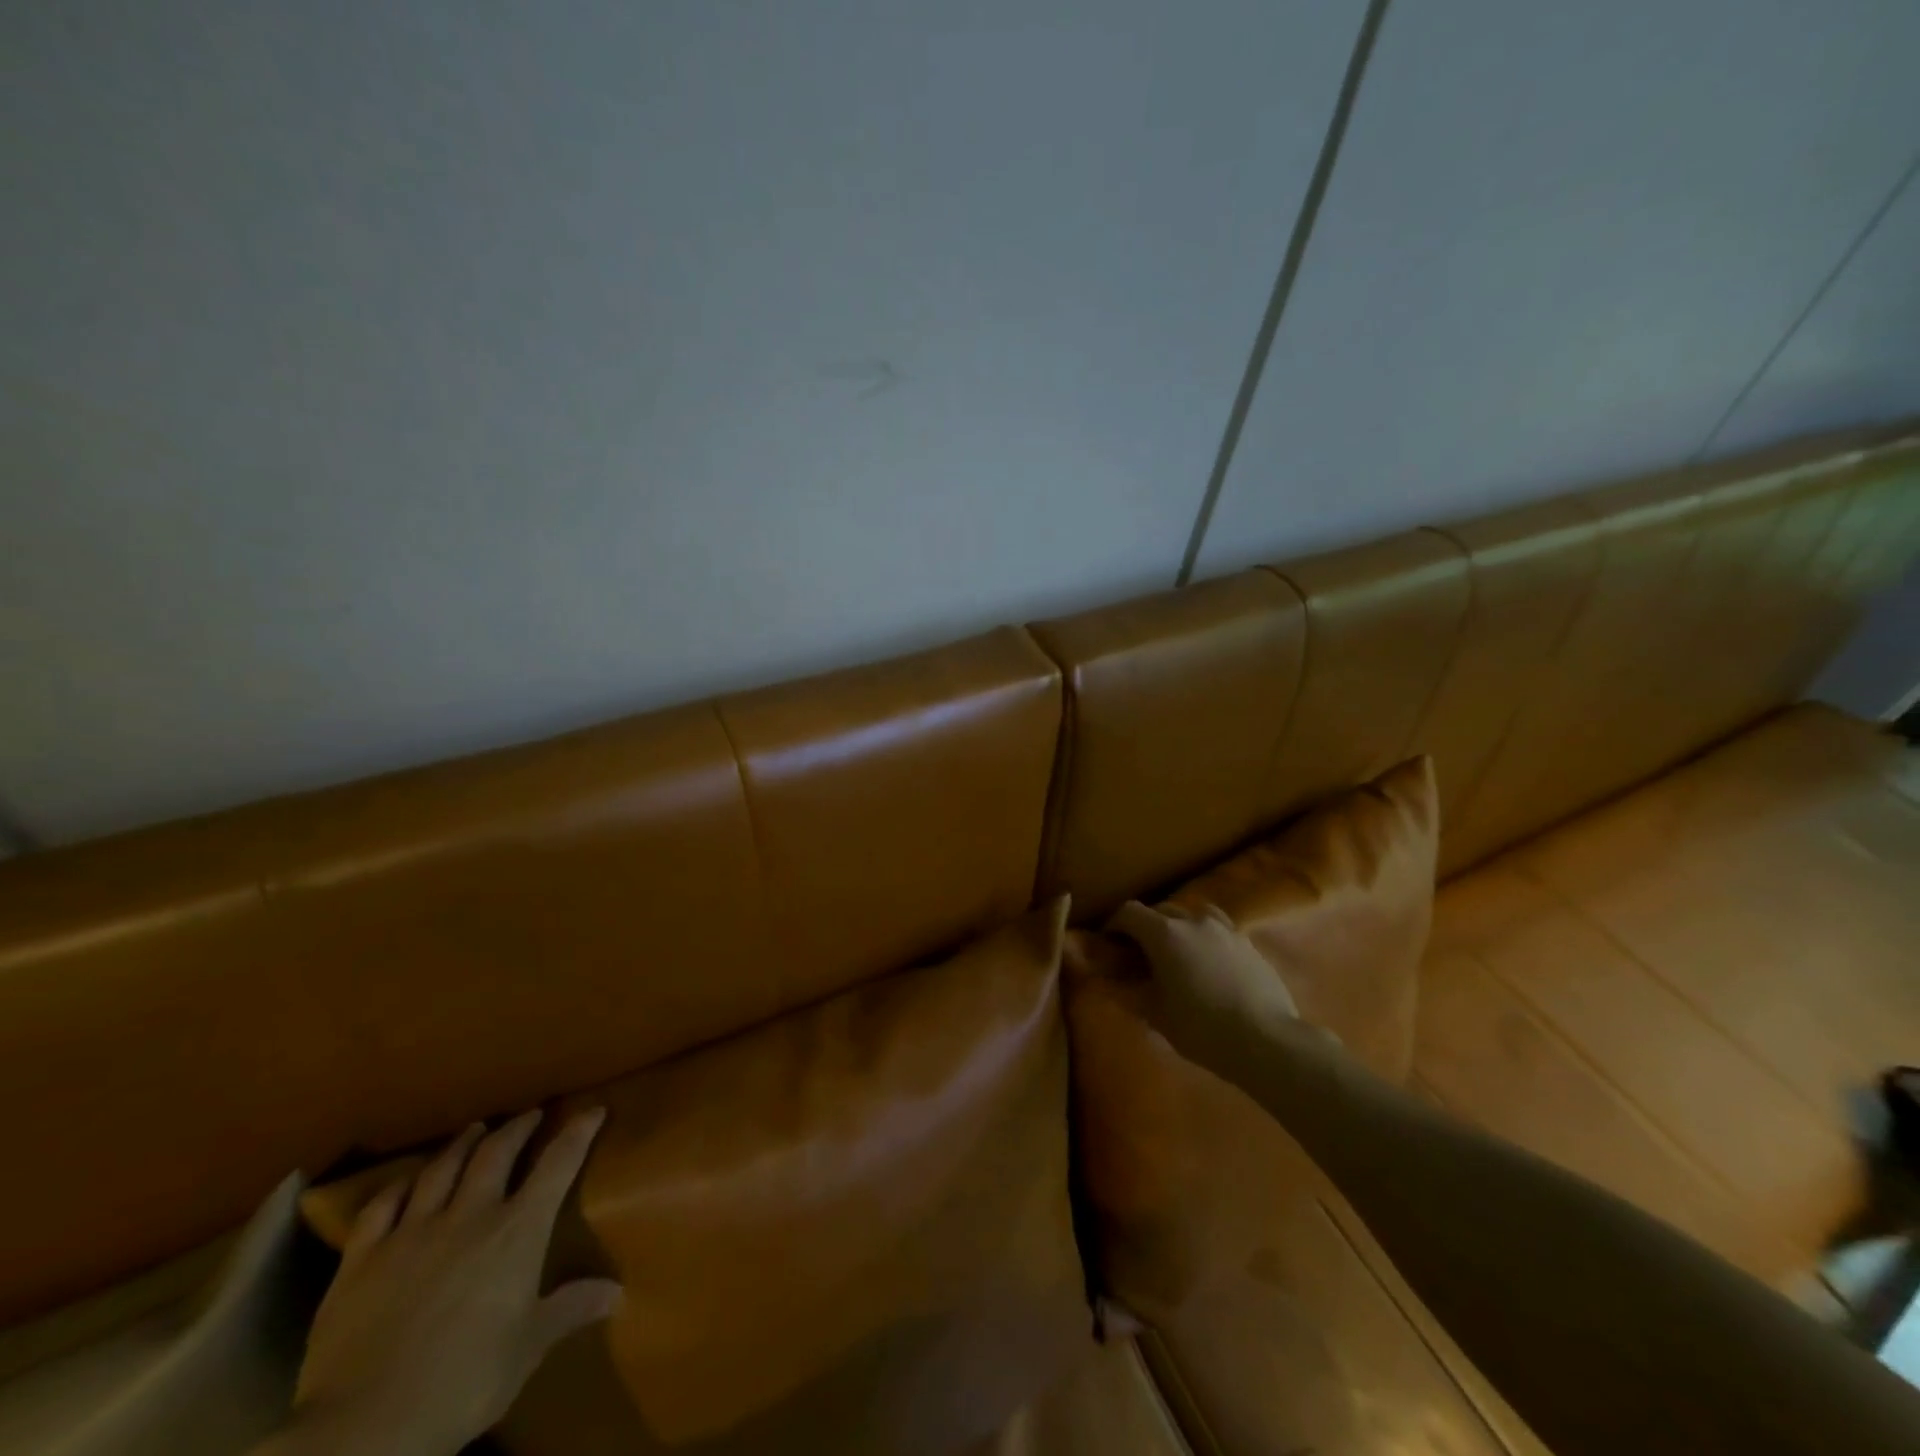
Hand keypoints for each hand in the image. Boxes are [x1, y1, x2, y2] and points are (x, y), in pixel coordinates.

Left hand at [282, 1109, 621, 1455]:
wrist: (362, 1428)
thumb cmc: (462, 1383)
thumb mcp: (527, 1350)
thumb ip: (569, 1310)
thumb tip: (618, 1293)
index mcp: (517, 1231)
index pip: (558, 1164)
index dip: (578, 1132)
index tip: (594, 1109)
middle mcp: (469, 1215)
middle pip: (496, 1153)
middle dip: (518, 1127)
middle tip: (531, 1114)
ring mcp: (411, 1232)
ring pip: (442, 1168)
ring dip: (463, 1143)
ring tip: (475, 1129)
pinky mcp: (361, 1259)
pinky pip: (381, 1206)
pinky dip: (400, 1184)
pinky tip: (408, 1179)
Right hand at [1108, 901, 1299, 1071]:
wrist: (1266, 1041)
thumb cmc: (1201, 1028)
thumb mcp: (1155, 1015)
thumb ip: (1127, 992)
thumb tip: (1107, 982)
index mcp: (1164, 934)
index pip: (1129, 912)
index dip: (1114, 924)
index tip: (1108, 942)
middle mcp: (1193, 921)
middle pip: (1161, 909)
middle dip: (1146, 925)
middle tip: (1140, 952)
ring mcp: (1225, 929)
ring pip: (1194, 913)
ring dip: (1179, 925)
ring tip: (1179, 950)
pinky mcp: (1248, 943)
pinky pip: (1219, 928)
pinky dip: (1206, 936)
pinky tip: (1209, 961)